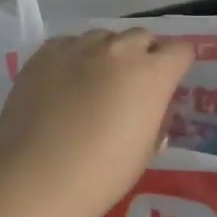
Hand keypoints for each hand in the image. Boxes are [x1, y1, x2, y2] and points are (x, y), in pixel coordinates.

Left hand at [0, 29, 195, 216]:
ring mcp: (78, 47)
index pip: (180, 50)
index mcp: (151, 74)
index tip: (171, 78)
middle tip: (132, 84)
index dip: (178, 63)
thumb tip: (149, 110)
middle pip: (141, 37)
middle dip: (143, 55)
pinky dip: (74, 58)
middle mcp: (118, 50)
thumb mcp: (144, 152)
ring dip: (107, 54)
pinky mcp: (44, 53)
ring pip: (103, 37)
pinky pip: (69, 45)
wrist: (36, 180)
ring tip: (94, 82)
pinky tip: (63, 84)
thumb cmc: (100, 175)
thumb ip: (154, 121)